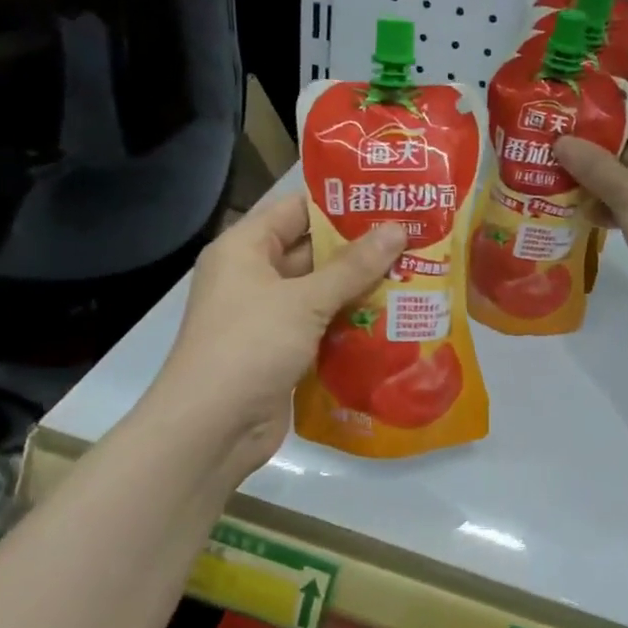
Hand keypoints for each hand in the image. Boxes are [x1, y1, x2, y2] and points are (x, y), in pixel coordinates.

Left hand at [152, 192, 406, 477]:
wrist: (211, 429)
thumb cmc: (250, 346)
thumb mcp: (304, 300)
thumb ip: (352, 266)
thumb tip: (397, 230)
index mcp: (244, 248)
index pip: (296, 209)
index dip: (340, 202)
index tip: (389, 198)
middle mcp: (253, 276)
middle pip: (311, 251)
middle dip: (360, 248)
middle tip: (414, 238)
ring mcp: (267, 317)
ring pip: (320, 292)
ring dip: (361, 288)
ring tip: (415, 273)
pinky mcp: (281, 352)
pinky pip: (321, 327)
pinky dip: (351, 323)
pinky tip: (394, 319)